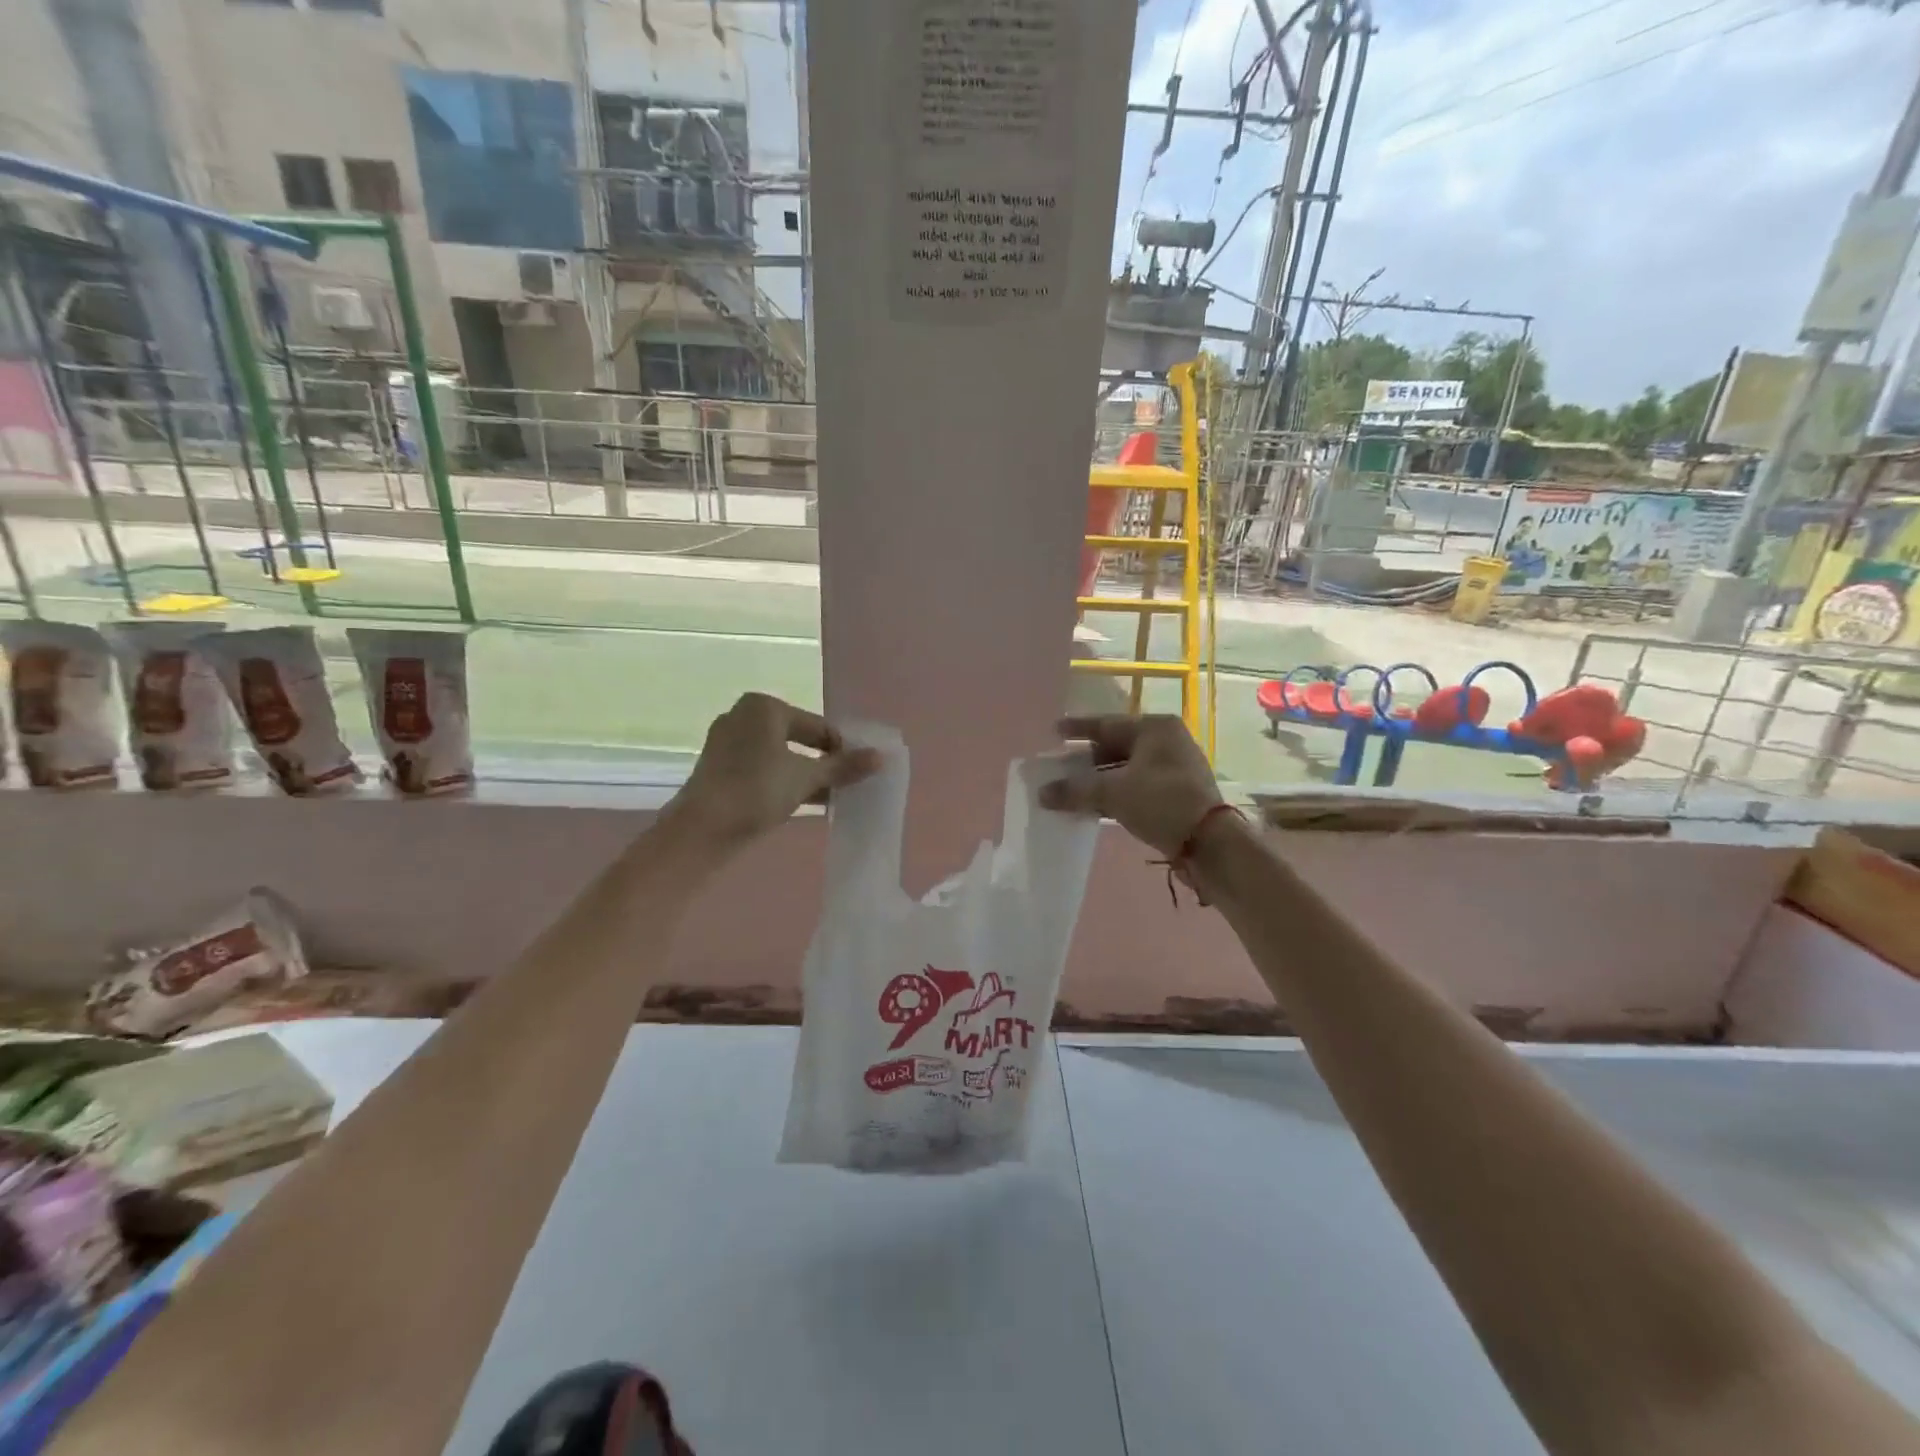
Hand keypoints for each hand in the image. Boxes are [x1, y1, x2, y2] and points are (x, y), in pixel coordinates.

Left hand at [669, 693, 879, 848]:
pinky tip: (804, 802)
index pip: (817, 726)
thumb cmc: (757, 790)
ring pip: (780, 756)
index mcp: (764, 707)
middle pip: (798, 738)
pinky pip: (762, 769)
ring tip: (832, 796)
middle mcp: (743, 716)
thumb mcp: (807, 777)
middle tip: (848, 783)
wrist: (702, 829)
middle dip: (823, 762)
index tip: (861, 770)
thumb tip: (882, 757)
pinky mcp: (720, 768)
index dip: (842, 748)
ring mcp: (728, 743)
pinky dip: (783, 781)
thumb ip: (844, 766)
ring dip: (805, 774)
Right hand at [1040, 715, 1223, 859]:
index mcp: (1155, 728)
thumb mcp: (1113, 793)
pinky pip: (1136, 786)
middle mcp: (1167, 741)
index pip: (1107, 723)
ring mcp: (1174, 768)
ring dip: (1099, 780)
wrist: (1210, 843)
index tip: (1054, 731)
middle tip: (1059, 767)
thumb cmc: (1161, 802)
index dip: (1078, 728)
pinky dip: (1114, 794)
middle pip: (1116, 746)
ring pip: (1126, 768)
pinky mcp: (1176, 793)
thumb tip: (1041, 793)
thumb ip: (1075, 790)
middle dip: (1086, 759)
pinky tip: (1093, 806)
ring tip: (1071, 789)